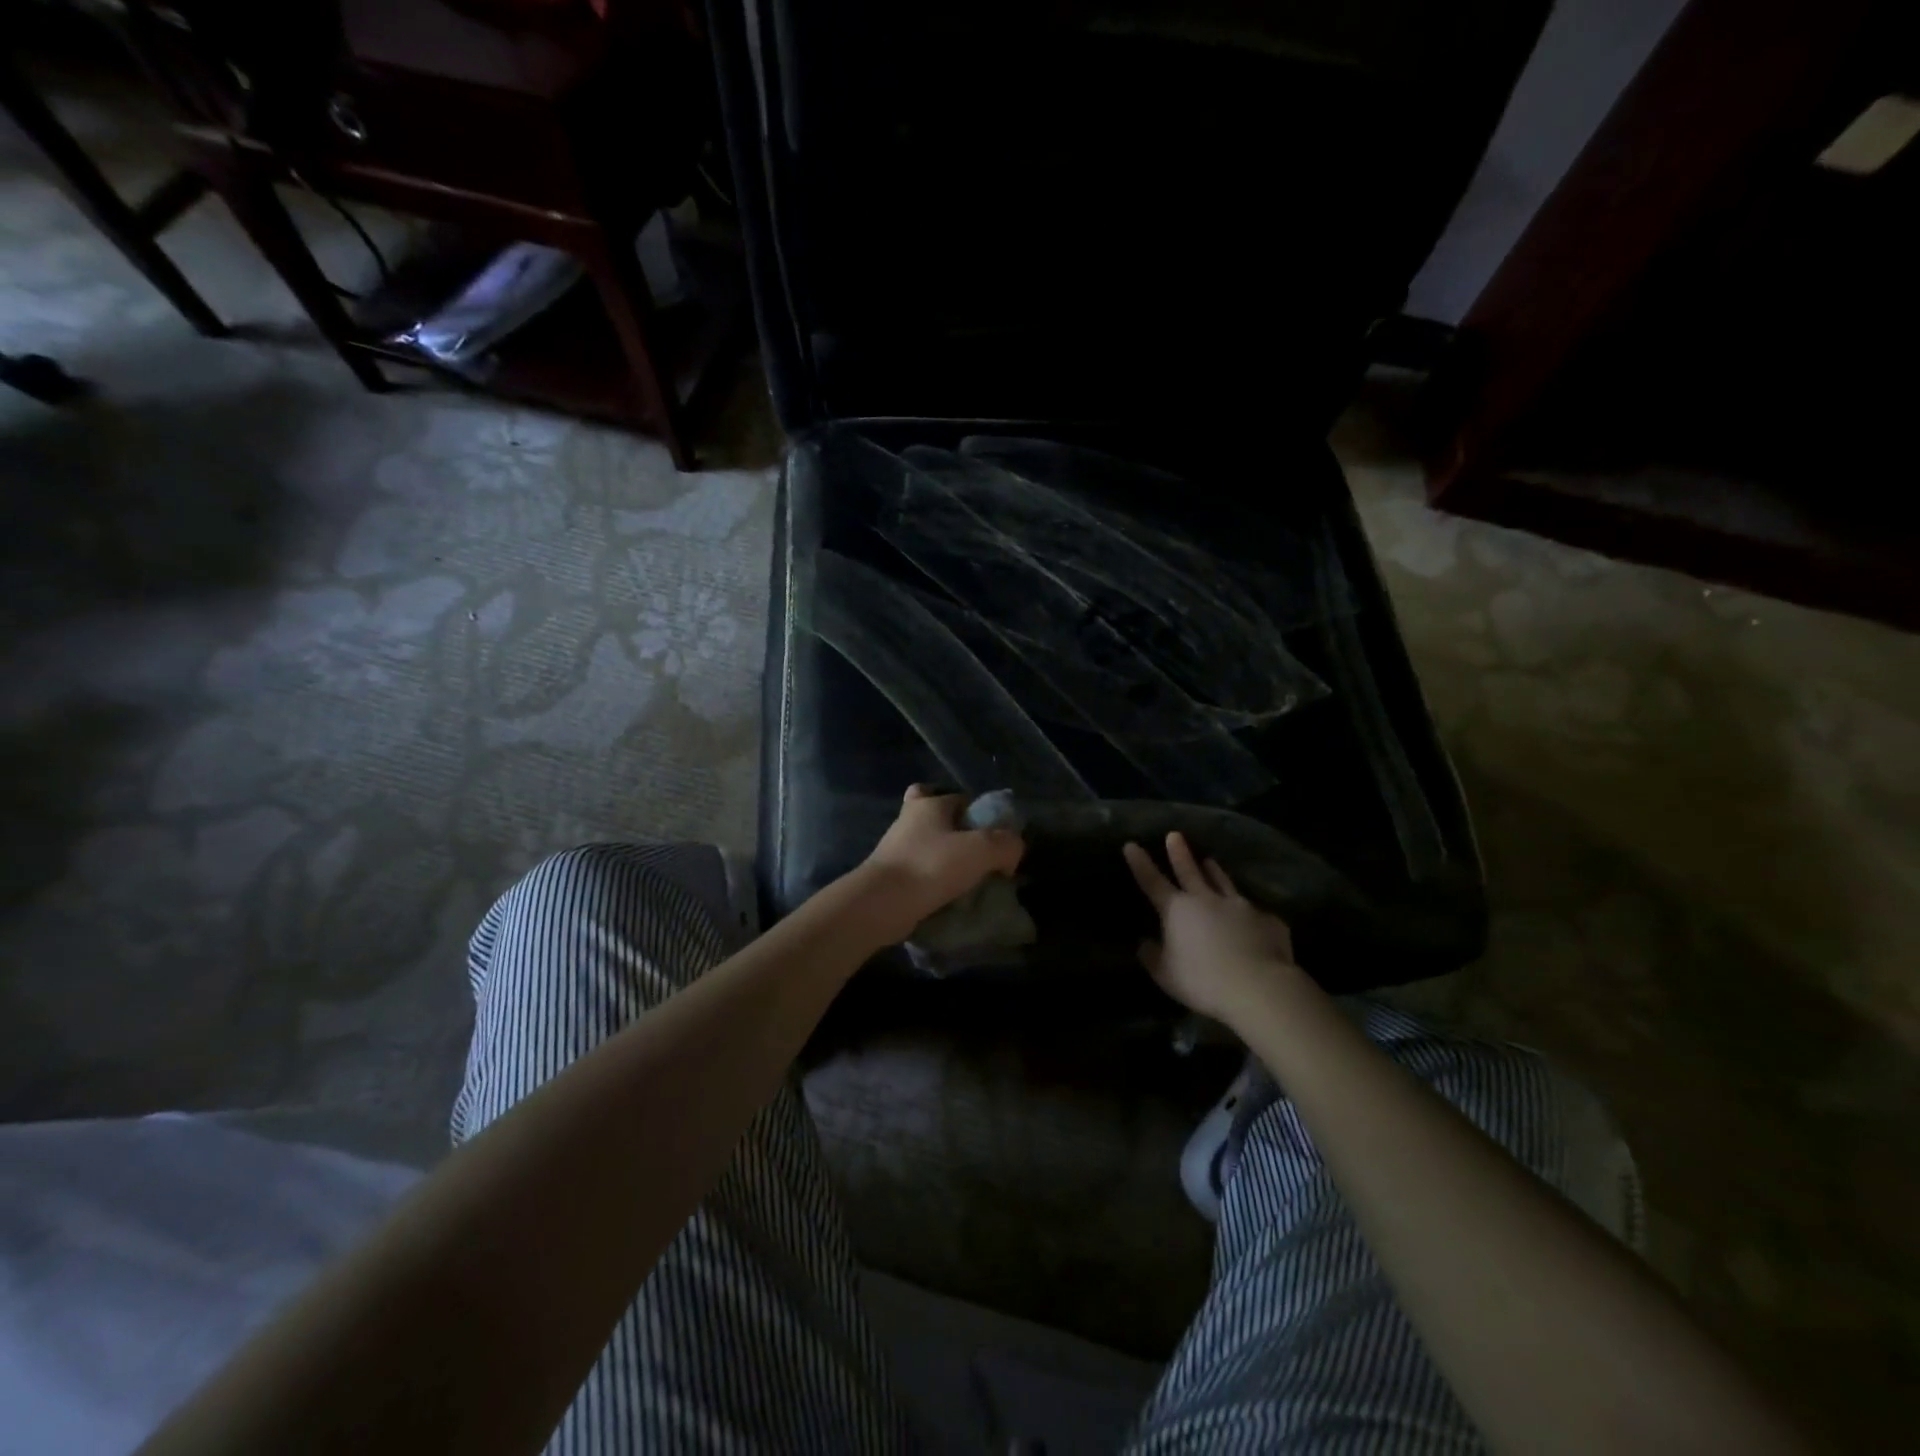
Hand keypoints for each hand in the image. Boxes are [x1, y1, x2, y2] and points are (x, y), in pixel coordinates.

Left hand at [852, 785, 1025, 945]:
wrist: (881, 903)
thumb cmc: (931, 866)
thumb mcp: (981, 850)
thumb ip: (1006, 844)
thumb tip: (1012, 850)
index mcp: (929, 804)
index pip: (961, 798)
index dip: (981, 814)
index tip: (995, 839)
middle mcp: (909, 820)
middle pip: (939, 818)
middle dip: (957, 833)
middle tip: (978, 856)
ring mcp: (895, 847)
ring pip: (927, 845)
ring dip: (945, 860)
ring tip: (969, 883)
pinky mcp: (890, 874)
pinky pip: (919, 871)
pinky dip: (934, 880)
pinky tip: (950, 898)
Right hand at [1124, 831, 1297, 1022]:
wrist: (1259, 987)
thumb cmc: (1203, 981)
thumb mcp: (1165, 975)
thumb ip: (1152, 956)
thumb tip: (1143, 943)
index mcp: (1178, 910)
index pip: (1152, 882)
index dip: (1141, 863)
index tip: (1132, 845)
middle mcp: (1207, 900)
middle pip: (1190, 871)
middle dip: (1179, 853)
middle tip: (1175, 835)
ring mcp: (1240, 906)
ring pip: (1224, 882)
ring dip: (1215, 871)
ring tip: (1210, 861)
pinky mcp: (1268, 920)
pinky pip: (1255, 913)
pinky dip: (1249, 912)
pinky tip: (1252, 917)